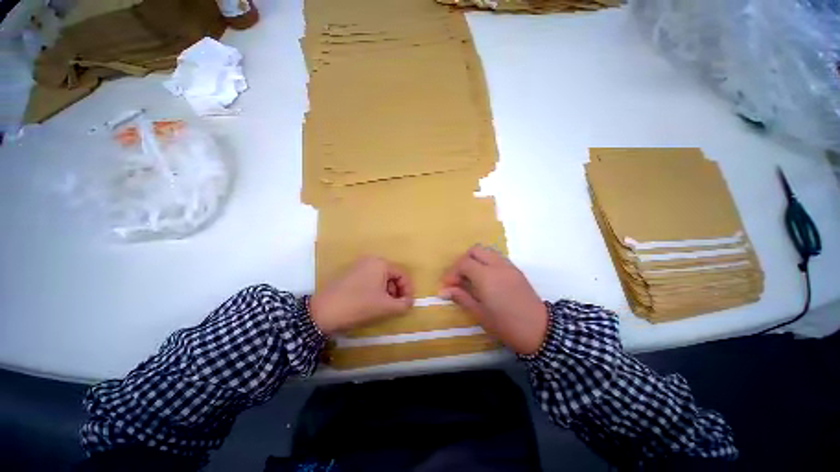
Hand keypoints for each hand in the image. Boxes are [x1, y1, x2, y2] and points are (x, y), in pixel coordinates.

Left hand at [310, 257, 413, 334]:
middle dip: (397, 291)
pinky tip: (371, 303)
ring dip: (386, 291)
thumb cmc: (358, 306)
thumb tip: (409, 302)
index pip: (402, 274)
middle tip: (396, 306)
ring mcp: (358, 266)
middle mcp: (370, 260)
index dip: (408, 289)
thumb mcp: (385, 307)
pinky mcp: (350, 274)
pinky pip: (370, 279)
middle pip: (392, 275)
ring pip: (381, 278)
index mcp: (380, 263)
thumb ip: (403, 304)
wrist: (322, 312)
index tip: (407, 304)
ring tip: (384, 306)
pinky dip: (375, 290)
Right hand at [440, 246, 547, 354]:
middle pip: (474, 250)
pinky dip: (486, 262)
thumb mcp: (480, 313)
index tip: (447, 286)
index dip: (452, 273)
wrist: (540, 331)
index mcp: (486, 276)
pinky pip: (496, 258)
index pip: (463, 263)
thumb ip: (461, 297)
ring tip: (470, 278)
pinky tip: (485, 279)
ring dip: (475, 260)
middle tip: (458, 278)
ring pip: (486, 251)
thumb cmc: (506, 325)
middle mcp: (497, 265)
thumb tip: (443, 290)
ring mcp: (508, 266)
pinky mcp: (515, 270)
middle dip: (462, 261)